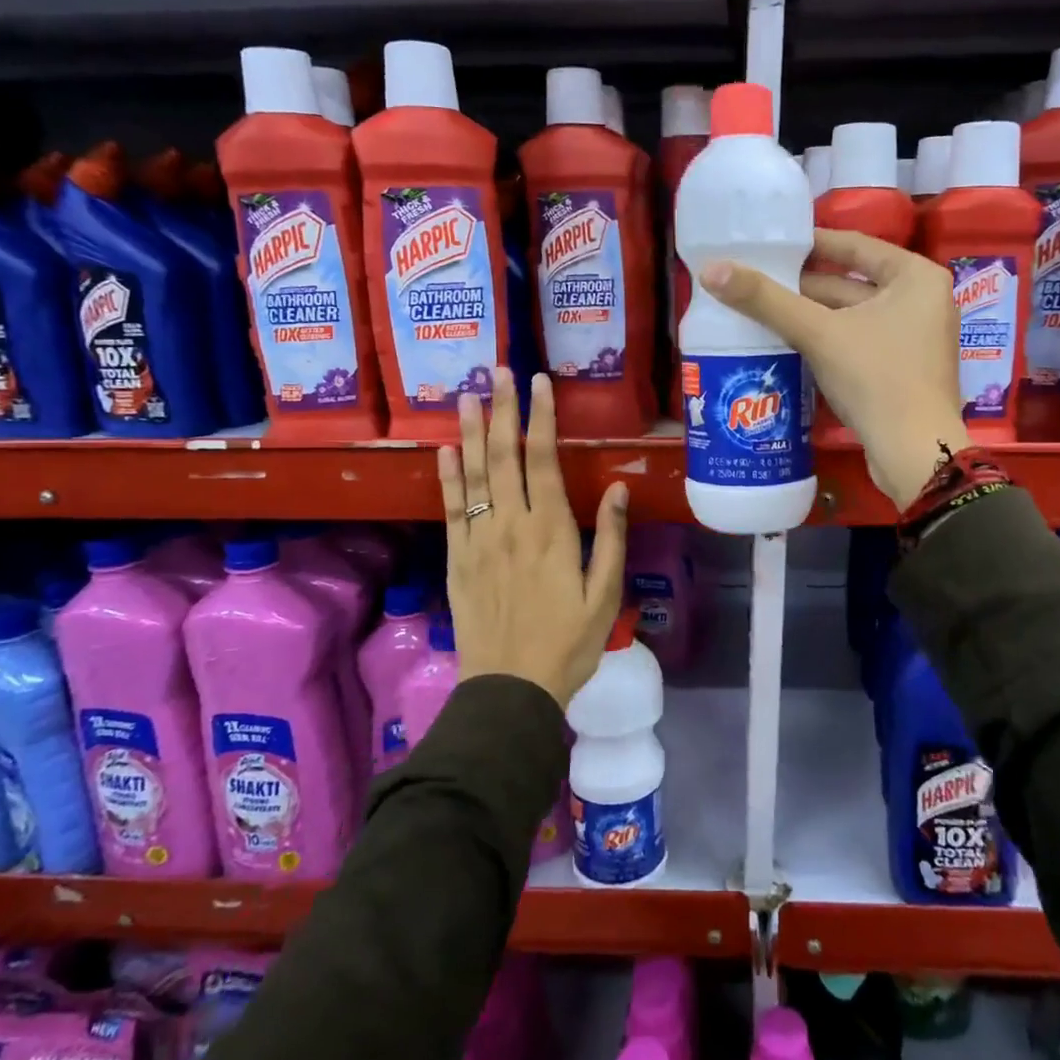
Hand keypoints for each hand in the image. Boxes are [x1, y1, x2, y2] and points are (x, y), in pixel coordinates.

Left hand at [437, 369, 628, 706]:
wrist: (510, 689)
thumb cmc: (568, 644)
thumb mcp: (604, 595)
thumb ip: (609, 538)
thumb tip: (614, 486)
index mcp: (550, 530)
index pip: (543, 460)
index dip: (541, 418)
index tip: (538, 382)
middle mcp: (510, 525)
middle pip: (503, 457)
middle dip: (503, 410)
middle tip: (497, 370)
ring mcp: (478, 541)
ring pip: (472, 476)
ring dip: (470, 433)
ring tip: (466, 396)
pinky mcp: (458, 560)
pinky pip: (450, 510)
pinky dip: (446, 477)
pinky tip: (444, 451)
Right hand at [701, 229, 968, 507]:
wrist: (912, 453)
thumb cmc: (875, 378)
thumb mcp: (818, 333)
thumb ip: (766, 301)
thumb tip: (711, 270)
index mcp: (915, 277)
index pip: (855, 246)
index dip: (810, 244)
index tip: (770, 245)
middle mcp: (922, 301)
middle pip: (851, 284)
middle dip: (802, 287)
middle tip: (755, 283)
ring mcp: (914, 339)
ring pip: (852, 317)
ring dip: (810, 317)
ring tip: (760, 312)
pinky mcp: (902, 370)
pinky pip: (858, 343)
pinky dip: (827, 342)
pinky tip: (787, 344)